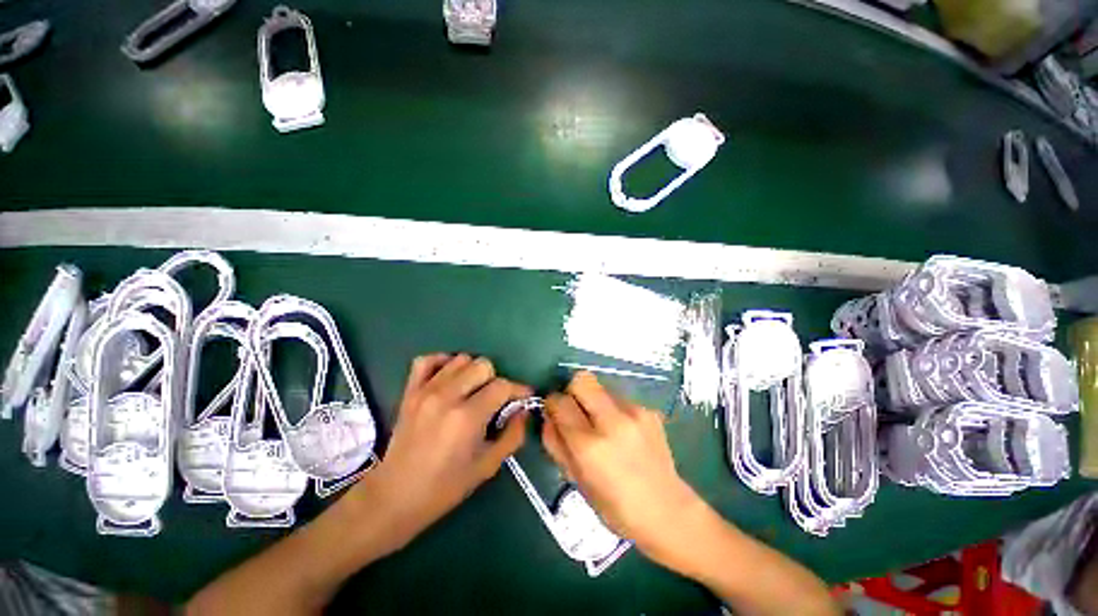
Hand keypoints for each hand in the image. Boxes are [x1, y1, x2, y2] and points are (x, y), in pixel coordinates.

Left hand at [345, 354, 530, 553]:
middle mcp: (447, 396)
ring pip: (461, 359)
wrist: (395, 497)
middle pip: (483, 365)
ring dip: (473, 372)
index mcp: (467, 417)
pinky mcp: (410, 391)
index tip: (524, 397)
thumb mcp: (488, 466)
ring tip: (472, 391)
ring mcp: (425, 391)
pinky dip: (443, 363)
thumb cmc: (445, 487)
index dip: (518, 390)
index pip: (502, 386)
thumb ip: (513, 435)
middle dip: (495, 380)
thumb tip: (523, 410)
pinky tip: (449, 378)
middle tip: (494, 400)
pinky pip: (428, 360)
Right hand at [541, 372, 703, 556]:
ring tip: (603, 426)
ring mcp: (634, 412)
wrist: (667, 511)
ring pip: (601, 387)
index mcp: (589, 445)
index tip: (554, 411)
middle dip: (572, 390)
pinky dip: (613, 409)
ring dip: (594, 401)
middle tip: (576, 411)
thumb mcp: (576, 480)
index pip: (560, 402)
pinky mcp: (649, 411)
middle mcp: (612, 421)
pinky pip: (620, 398)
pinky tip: (623, 432)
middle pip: (582, 379)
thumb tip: (548, 416)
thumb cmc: (615, 506)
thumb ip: (556, 443)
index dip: (552, 403)